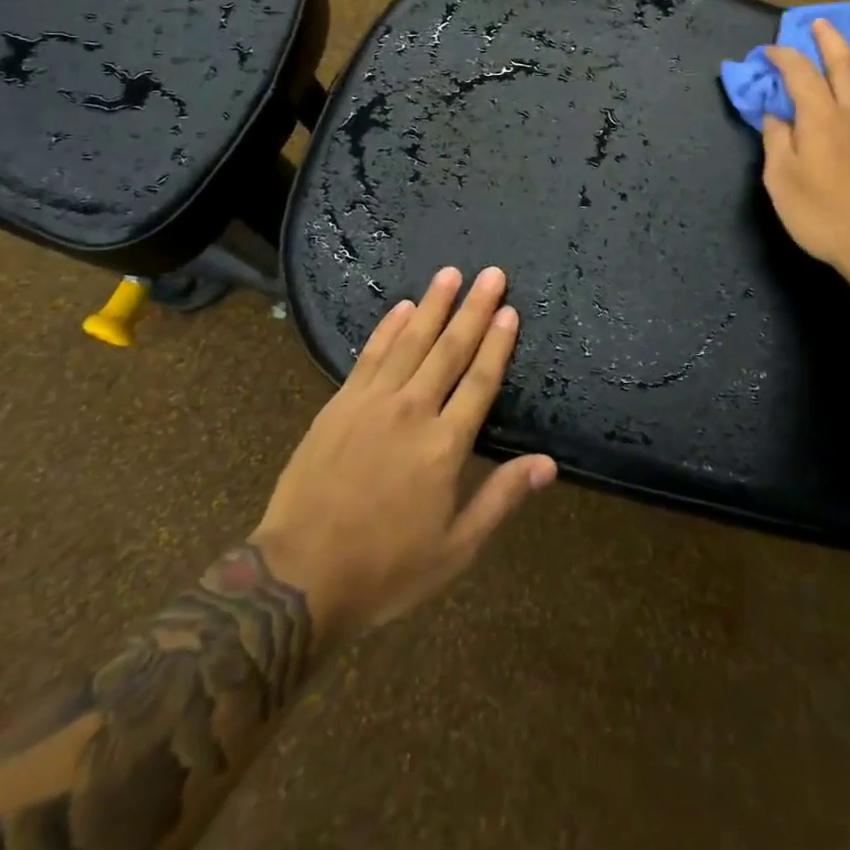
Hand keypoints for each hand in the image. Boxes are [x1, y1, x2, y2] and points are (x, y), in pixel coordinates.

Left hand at [249, 266, 555, 647]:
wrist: (300, 577)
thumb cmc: (386, 569)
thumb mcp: (455, 548)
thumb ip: (501, 498)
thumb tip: (549, 464)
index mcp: (445, 445)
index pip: (480, 380)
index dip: (497, 343)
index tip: (509, 309)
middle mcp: (413, 411)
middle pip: (450, 349)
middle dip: (473, 308)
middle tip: (490, 273)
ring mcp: (372, 403)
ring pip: (410, 341)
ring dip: (433, 305)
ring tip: (450, 273)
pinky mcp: (340, 404)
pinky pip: (370, 355)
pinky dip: (388, 327)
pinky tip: (402, 306)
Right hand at [760, 19, 849, 286]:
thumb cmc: (824, 215)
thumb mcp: (782, 181)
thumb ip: (777, 142)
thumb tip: (775, 114)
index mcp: (821, 118)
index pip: (799, 73)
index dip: (783, 57)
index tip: (768, 51)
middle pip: (843, 63)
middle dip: (828, 39)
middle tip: (818, 23)